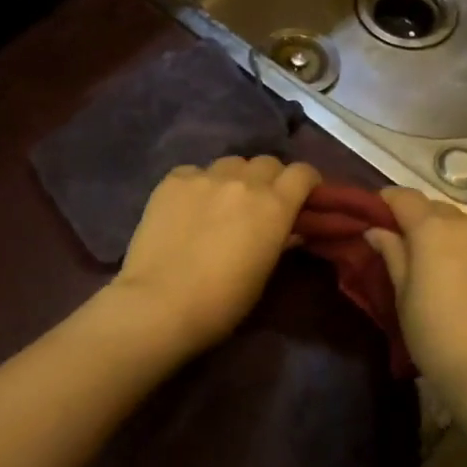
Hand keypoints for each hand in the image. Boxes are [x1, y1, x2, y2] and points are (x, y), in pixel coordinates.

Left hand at [111, 157, 321, 355]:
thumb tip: (290, 230)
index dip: (306, 182)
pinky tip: (188, 207)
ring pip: (231, 163)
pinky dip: (199, 184)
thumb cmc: (222, 302)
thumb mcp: (263, 273)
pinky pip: (195, 171)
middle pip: (267, 162)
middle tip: (261, 202)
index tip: (304, 196)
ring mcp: (205, 176)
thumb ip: (280, 241)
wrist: (160, 303)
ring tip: (223, 202)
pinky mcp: (172, 179)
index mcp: (274, 205)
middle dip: (270, 178)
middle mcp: (243, 181)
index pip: (302, 172)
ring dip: (235, 178)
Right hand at [364, 187, 466, 394]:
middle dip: (416, 219)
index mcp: (435, 228)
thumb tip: (376, 230)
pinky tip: (462, 281)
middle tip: (399, 244)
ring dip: (444, 235)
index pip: (404, 197)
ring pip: (462, 226)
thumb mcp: (403, 295)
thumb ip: (392, 254)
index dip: (385, 201)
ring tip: (433, 264)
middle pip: (435, 209)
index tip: (372, 214)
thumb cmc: (436, 335)